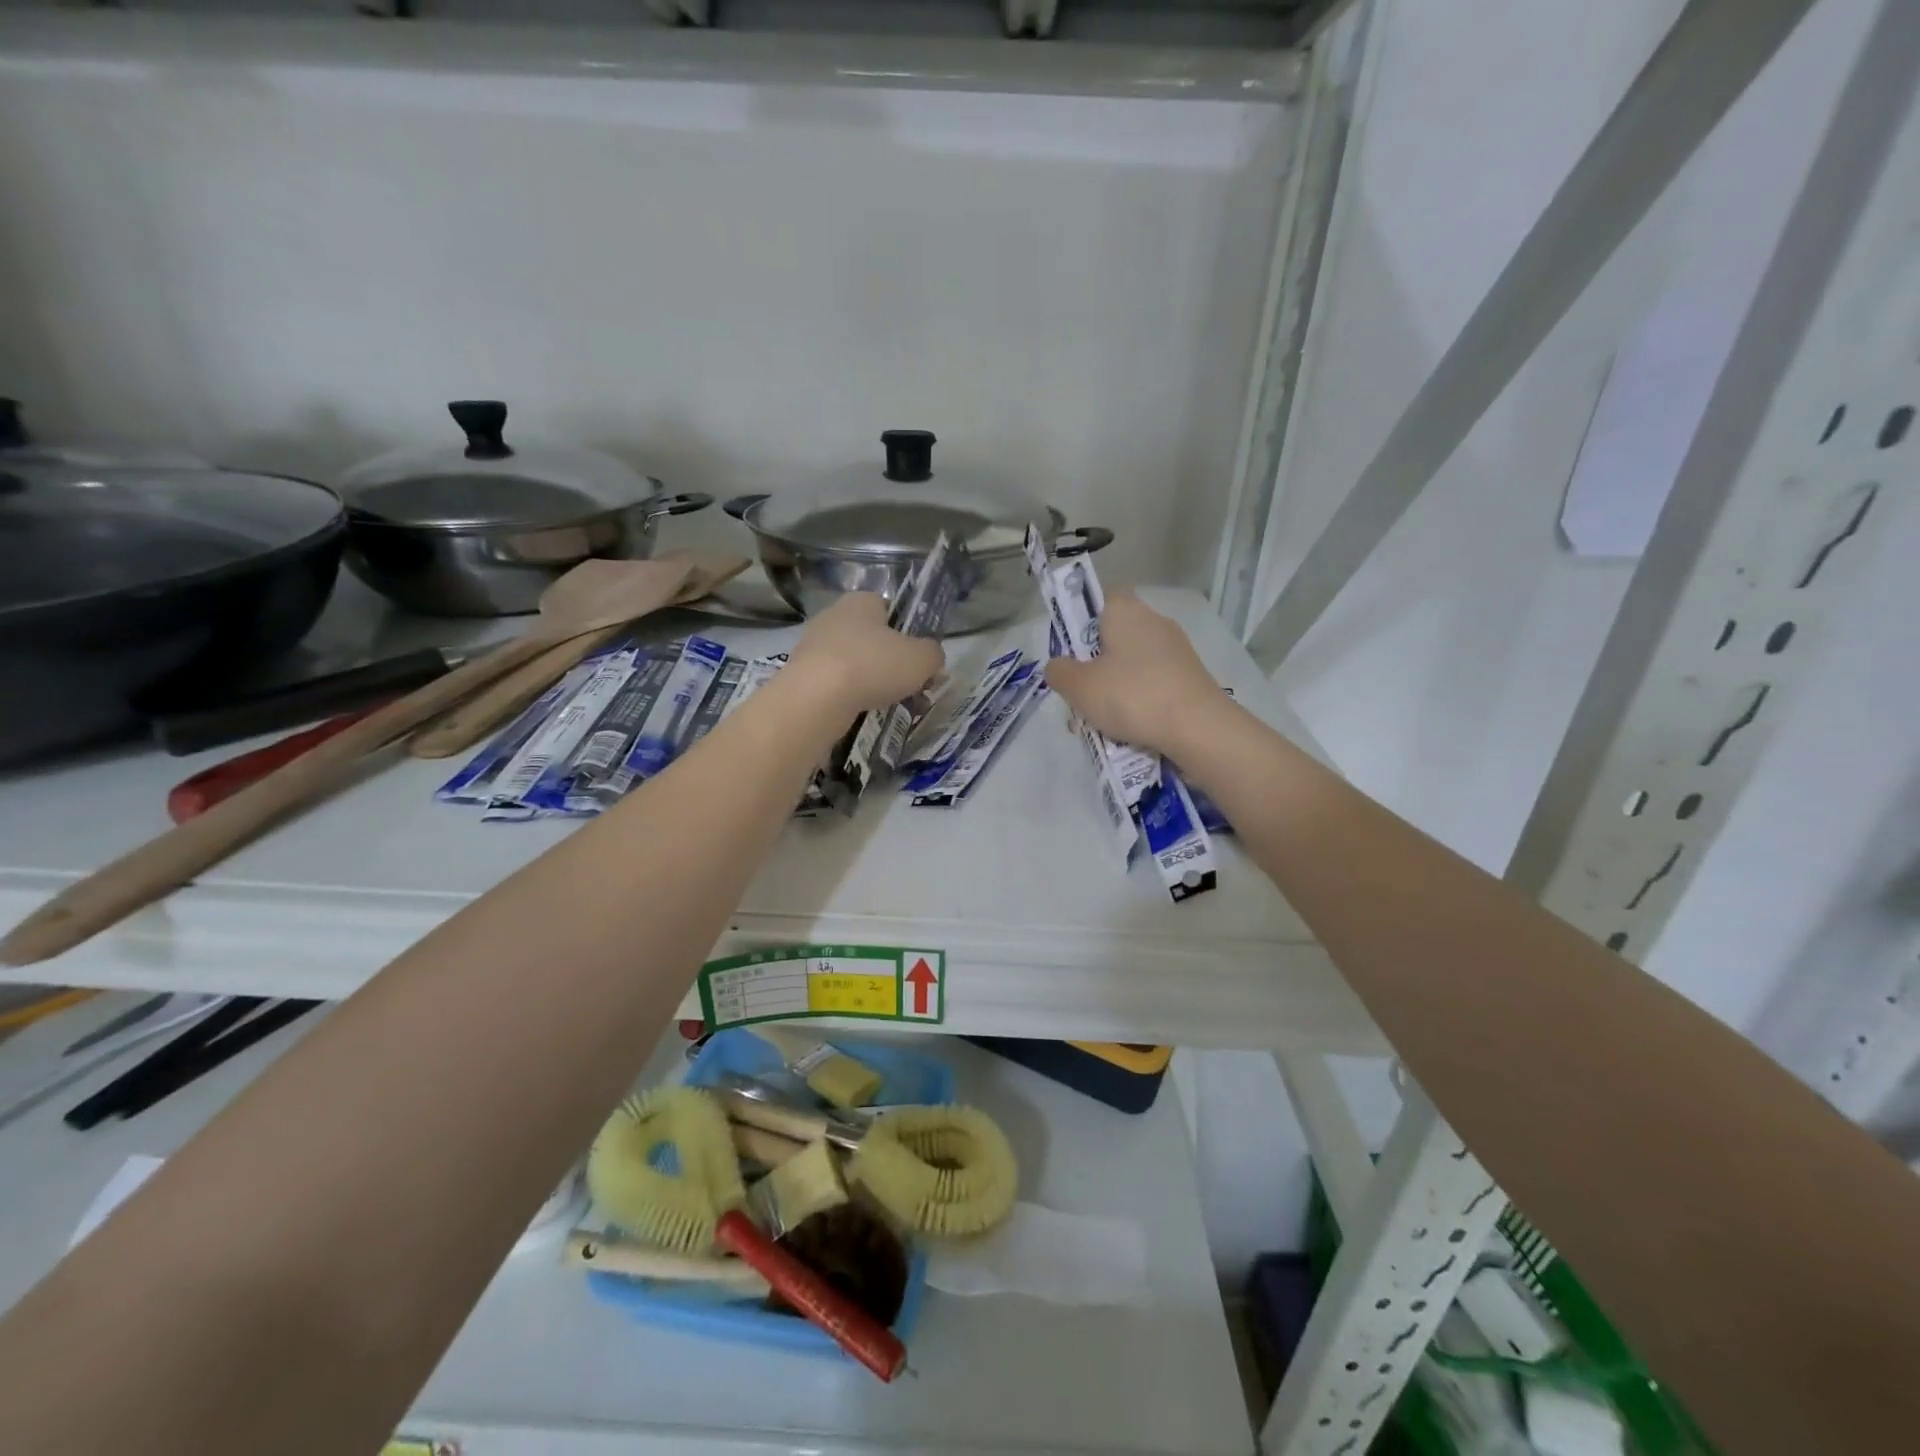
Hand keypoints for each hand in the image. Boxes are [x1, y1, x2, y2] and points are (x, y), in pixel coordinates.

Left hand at [786, 593, 944, 716]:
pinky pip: (835, 681)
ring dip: (871, 680)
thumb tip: (930, 658)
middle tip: (908, 685)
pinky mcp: (800, 672)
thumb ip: (933, 654)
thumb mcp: (922, 659)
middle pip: (872, 637)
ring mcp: (813, 644)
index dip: (909, 632)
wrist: (816, 698)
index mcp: (862, 601)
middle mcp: (834, 615)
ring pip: (854, 661)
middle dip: (890, 660)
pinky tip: (861, 711)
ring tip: (888, 703)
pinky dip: (850, 694)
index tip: (919, 658)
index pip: (891, 609)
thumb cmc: (873, 665)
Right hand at [1044, 591, 1224, 756]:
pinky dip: (1140, 701)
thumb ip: (1059, 672)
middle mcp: (1155, 621)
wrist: (1197, 727)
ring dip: (1117, 687)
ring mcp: (1177, 650)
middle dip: (1097, 664)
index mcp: (1126, 611)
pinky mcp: (1192, 676)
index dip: (1084, 623)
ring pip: (1134, 664)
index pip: (1102, 600)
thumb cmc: (1131, 695)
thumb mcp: (1079, 687)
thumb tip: (1058, 666)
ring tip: (1101, 721)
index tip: (1073, 652)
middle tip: (1081, 694)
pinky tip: (1130, 728)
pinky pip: (1154, 683)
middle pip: (1116, 637)